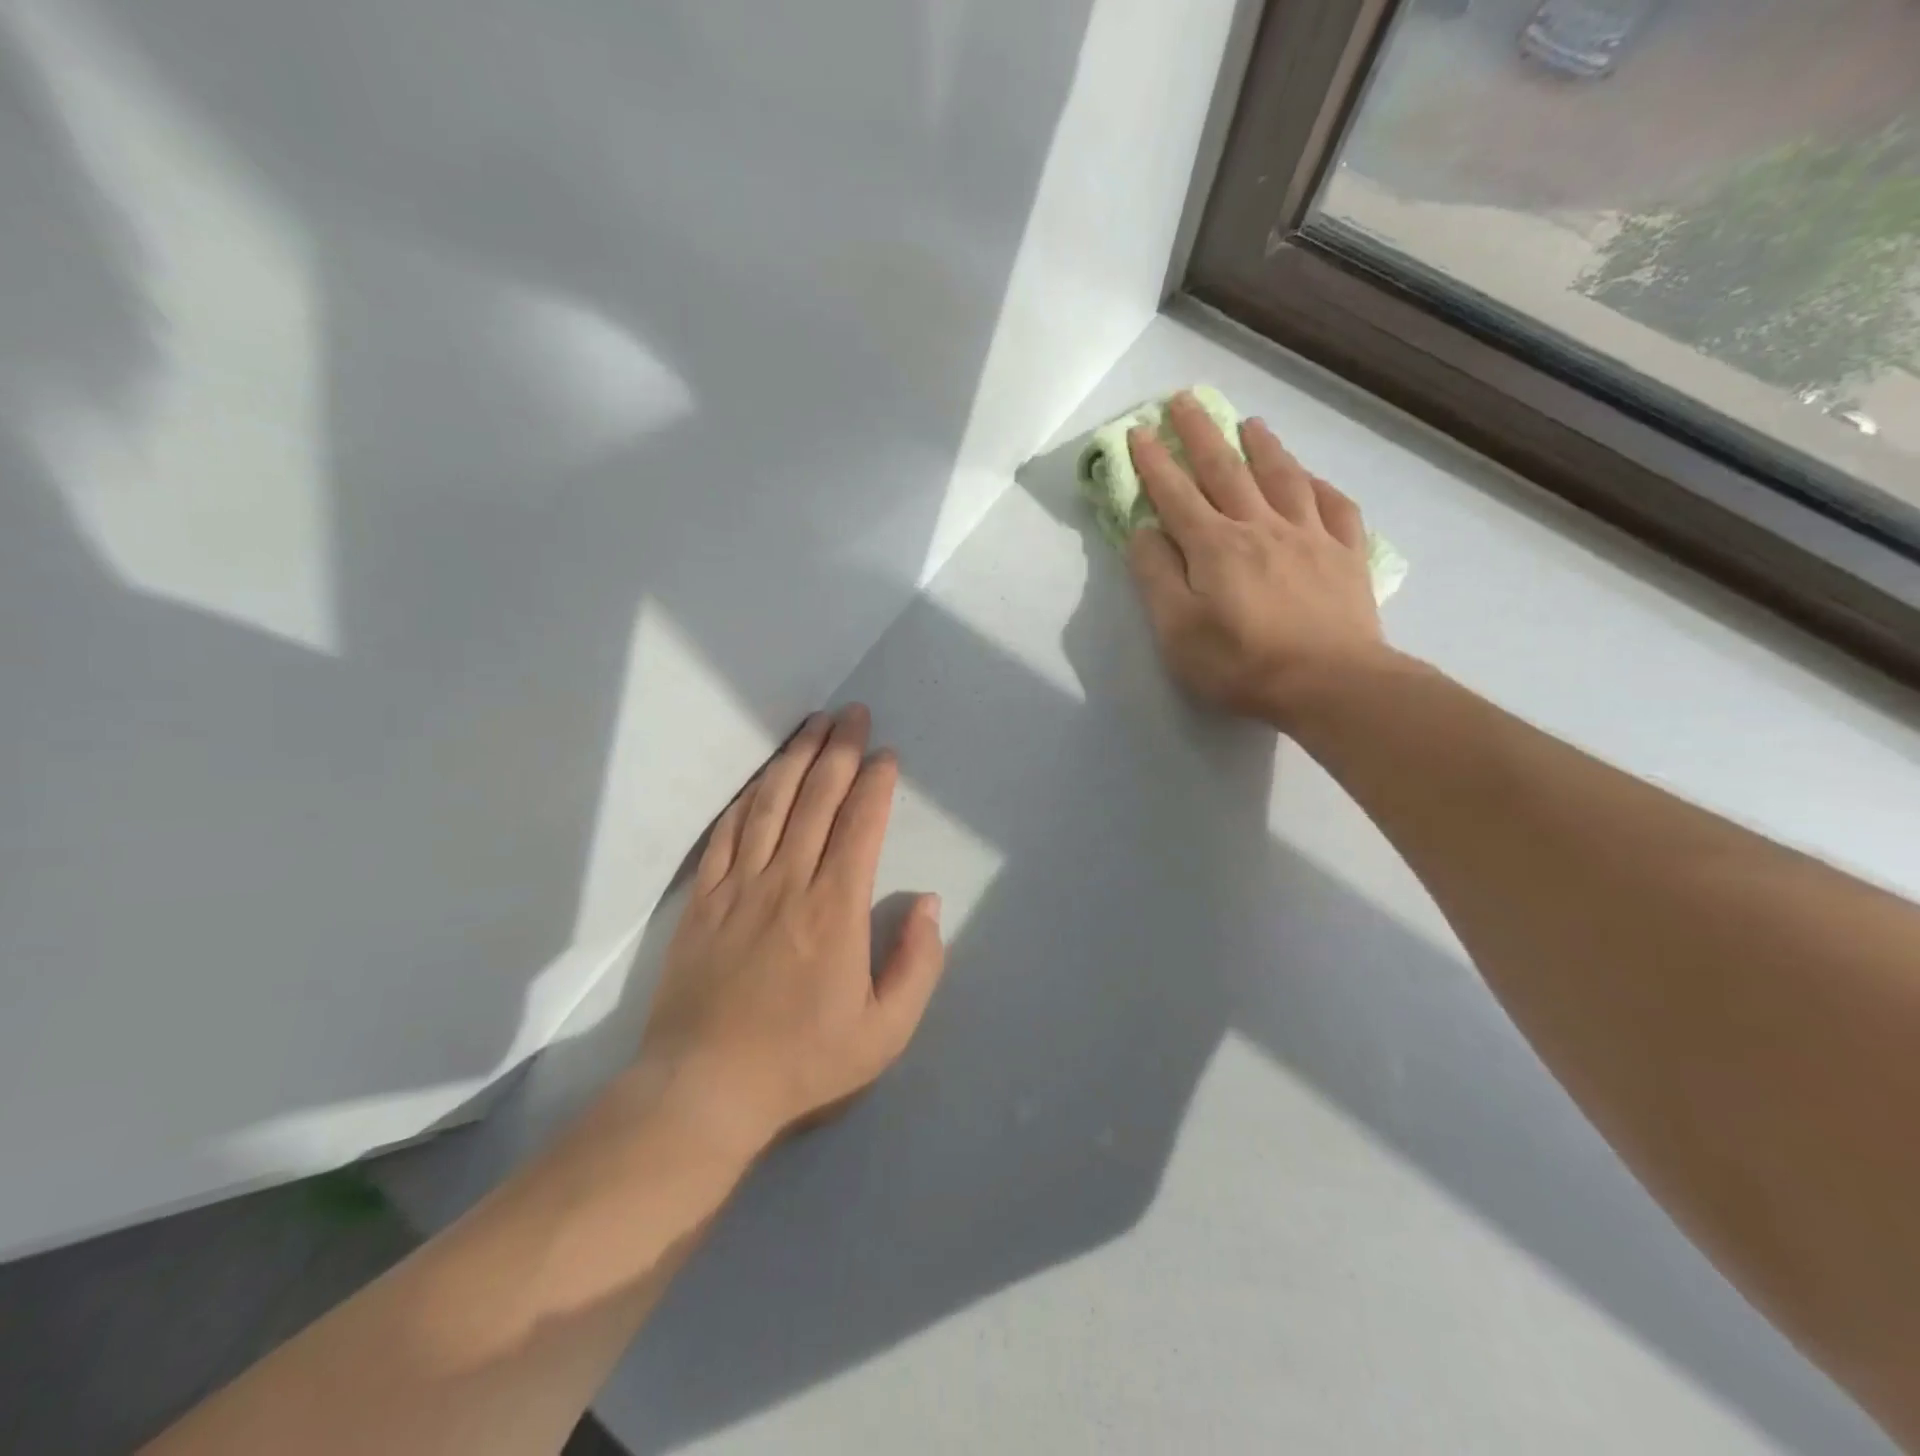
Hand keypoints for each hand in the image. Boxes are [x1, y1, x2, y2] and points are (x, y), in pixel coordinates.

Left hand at [634, 705, 945, 1154]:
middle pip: (816, 798)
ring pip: (770, 804)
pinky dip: (745, 800)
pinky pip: (725, 835)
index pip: (860, 825)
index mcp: (835, 908)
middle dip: (839, 750)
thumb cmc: (802, 1060)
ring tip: (812, 725)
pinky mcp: (702, 899)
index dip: (876, 783)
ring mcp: (739, 886)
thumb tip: (930, 904)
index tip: (886, 755)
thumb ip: (917, 964)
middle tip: (853, 713)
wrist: (704, 1088)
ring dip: (794, 759)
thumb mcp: (884, 1032)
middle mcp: (788, 882)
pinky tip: (758, 779)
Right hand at [1126, 393, 1386, 726]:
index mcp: (1214, 546)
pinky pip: (1335, 507)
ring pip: (1283, 478)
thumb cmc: (1241, 664)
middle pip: (1226, 470)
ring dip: (1263, 447)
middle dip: (1201, 433)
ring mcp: (1310, 537)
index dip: (1154, 462)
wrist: (1329, 683)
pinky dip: (1320, 486)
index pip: (1176, 494)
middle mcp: (1260, 527)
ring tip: (1250, 423)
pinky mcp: (1346, 556)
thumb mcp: (1177, 630)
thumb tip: (1143, 531)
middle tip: (1185, 400)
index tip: (1138, 430)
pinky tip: (1311, 479)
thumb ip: (1156, 576)